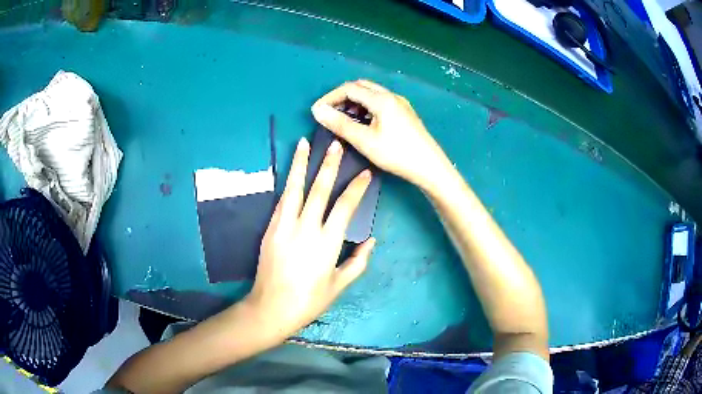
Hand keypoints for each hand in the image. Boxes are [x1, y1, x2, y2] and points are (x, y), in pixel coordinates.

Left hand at [245, 138, 375, 338]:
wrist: (272, 307)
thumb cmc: (310, 300)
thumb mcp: (340, 284)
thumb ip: (358, 261)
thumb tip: (371, 240)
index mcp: (327, 242)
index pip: (345, 206)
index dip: (357, 187)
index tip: (365, 173)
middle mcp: (306, 228)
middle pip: (319, 189)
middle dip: (329, 165)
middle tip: (336, 145)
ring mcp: (284, 226)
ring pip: (295, 188)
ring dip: (300, 164)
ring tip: (304, 143)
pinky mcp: (270, 228)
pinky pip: (282, 201)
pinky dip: (288, 183)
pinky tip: (292, 172)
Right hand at [311, 80, 451, 189]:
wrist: (430, 167)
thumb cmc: (396, 154)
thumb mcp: (364, 140)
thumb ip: (340, 124)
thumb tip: (317, 111)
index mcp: (381, 99)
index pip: (349, 88)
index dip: (330, 97)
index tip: (317, 111)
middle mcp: (391, 96)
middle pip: (361, 87)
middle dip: (342, 97)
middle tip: (330, 113)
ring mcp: (400, 104)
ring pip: (371, 94)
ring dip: (355, 102)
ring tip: (344, 120)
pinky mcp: (405, 113)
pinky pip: (380, 103)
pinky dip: (366, 108)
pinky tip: (364, 123)